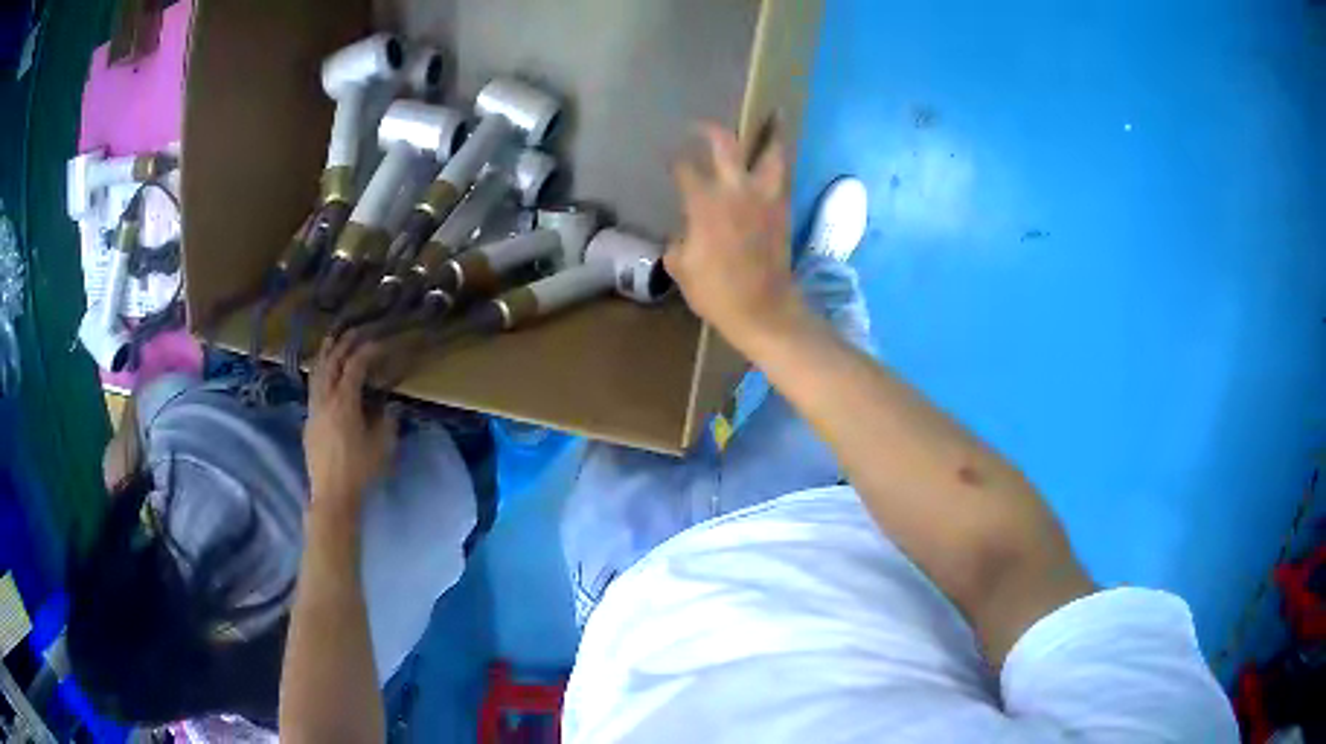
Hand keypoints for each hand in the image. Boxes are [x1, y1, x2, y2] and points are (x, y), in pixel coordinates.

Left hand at [305, 331, 397, 517]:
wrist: (332, 496)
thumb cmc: (360, 471)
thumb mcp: (382, 445)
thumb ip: (387, 420)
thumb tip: (389, 406)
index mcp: (344, 402)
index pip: (355, 366)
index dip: (367, 351)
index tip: (380, 343)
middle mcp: (325, 400)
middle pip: (331, 363)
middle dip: (343, 344)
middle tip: (354, 332)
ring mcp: (313, 410)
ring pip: (317, 374)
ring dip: (326, 355)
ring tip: (331, 341)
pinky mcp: (308, 422)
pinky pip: (313, 389)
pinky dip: (320, 374)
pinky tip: (324, 377)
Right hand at [666, 123, 805, 345]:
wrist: (764, 309)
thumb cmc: (717, 292)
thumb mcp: (682, 267)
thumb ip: (680, 241)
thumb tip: (686, 232)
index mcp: (705, 203)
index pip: (685, 168)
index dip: (675, 159)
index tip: (670, 156)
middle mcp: (736, 190)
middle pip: (726, 144)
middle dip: (711, 130)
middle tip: (702, 126)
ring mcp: (765, 197)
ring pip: (772, 152)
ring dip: (772, 133)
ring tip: (774, 116)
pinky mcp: (783, 208)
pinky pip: (783, 174)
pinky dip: (780, 159)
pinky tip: (776, 155)